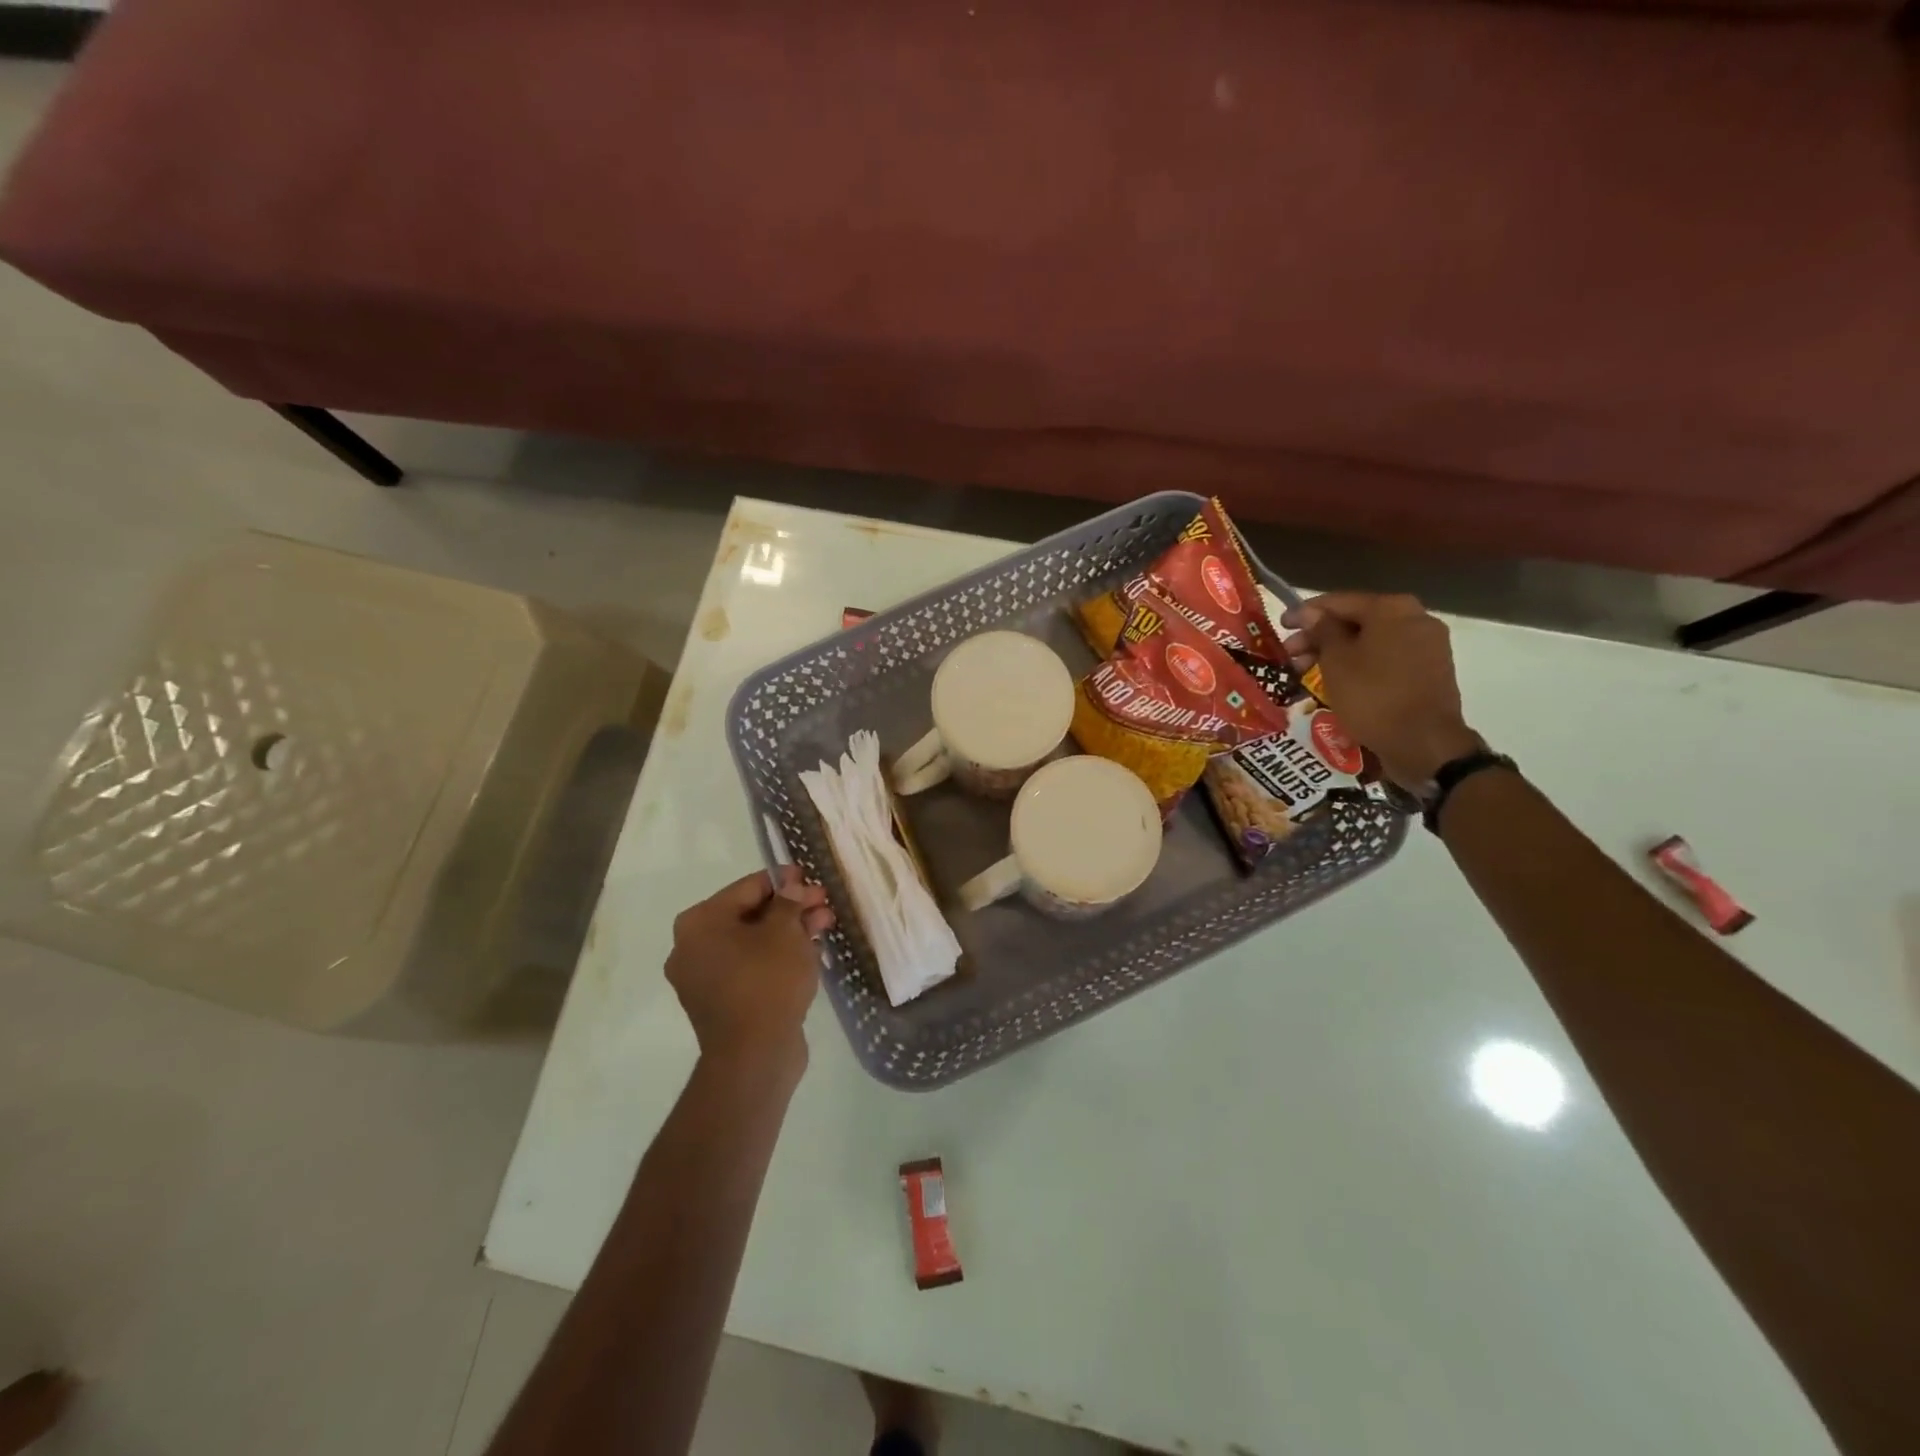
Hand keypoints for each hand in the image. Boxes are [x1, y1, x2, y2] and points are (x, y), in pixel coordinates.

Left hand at [666, 866, 833, 1067]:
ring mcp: (704, 978)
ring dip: (788, 932)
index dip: (784, 881)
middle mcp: (693, 947)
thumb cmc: (767, 981)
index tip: (811, 879)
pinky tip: (810, 953)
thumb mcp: (785, 932)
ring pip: (753, 942)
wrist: (754, 1056)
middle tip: (824, 906)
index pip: (748, 887)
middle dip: (791, 909)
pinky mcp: (721, 1002)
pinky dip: (777, 958)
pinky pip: (751, 967)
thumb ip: (789, 903)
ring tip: (825, 927)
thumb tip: (791, 888)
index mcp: (699, 922)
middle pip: (750, 915)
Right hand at [1280, 592, 1481, 788]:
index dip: (1304, 613)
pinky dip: (1360, 664)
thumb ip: (1322, 630)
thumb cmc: (1372, 696)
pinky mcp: (1429, 669)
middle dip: (1319, 637)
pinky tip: (1338, 680)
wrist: (1423, 742)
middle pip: (1356, 621)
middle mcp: (1415, 617)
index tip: (1280, 625)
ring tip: (1307, 672)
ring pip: (1371, 641)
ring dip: (1337, 653)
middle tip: (1290, 655)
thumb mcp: (1336, 661)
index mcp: (1392, 608)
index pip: (1338, 602)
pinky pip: (1386, 657)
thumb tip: (1310, 613)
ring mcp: (1427, 644)